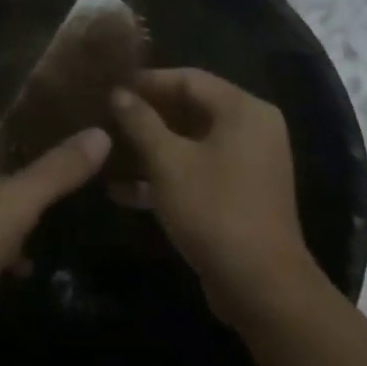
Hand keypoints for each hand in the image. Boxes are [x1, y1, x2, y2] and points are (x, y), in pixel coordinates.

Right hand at [110, 69, 313, 322]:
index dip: (147, 81)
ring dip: (150, 148)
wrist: (261, 286)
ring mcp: (248, 163)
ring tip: (107, 152)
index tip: (110, 87)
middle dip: (146, 116)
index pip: (188, 78)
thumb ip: (140, 122)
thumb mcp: (168, 162)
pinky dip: (166, 175)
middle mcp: (251, 128)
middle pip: (190, 108)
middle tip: (105, 118)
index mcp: (242, 110)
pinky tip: (123, 190)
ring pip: (191, 142)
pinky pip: (198, 170)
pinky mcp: (240, 193)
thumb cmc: (213, 210)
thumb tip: (118, 93)